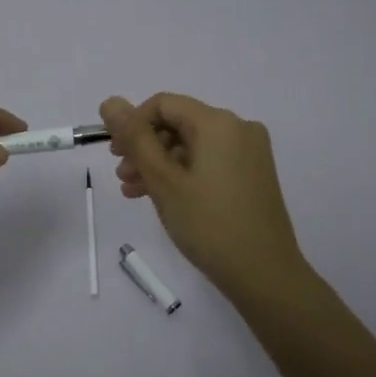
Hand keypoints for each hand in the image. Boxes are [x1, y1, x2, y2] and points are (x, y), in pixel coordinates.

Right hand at [100, 93, 309, 305]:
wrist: (265, 275)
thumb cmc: (209, 224)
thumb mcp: (164, 180)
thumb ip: (135, 138)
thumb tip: (110, 102)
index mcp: (218, 123)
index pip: (164, 104)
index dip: (133, 123)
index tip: (115, 153)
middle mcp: (238, 128)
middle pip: (179, 124)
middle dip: (145, 146)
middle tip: (121, 174)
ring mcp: (250, 153)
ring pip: (192, 145)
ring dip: (160, 163)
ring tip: (133, 191)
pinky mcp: (253, 175)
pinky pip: (209, 162)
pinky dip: (183, 173)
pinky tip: (159, 197)